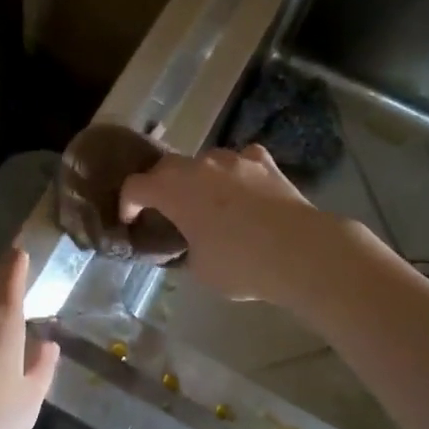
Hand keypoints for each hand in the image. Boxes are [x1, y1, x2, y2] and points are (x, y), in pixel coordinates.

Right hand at [119, 144, 347, 305]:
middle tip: (167, 209)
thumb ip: (186, 249)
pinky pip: (242, 160)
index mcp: (174, 190)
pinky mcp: (265, 162)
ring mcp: (234, 160)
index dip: (128, 203)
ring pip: (206, 161)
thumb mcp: (200, 269)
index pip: (136, 186)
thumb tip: (190, 244)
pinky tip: (245, 188)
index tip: (131, 220)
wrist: (301, 251)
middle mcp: (200, 166)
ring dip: (200, 178)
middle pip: (167, 166)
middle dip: (161, 185)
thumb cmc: (241, 264)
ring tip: (209, 201)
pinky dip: (237, 172)